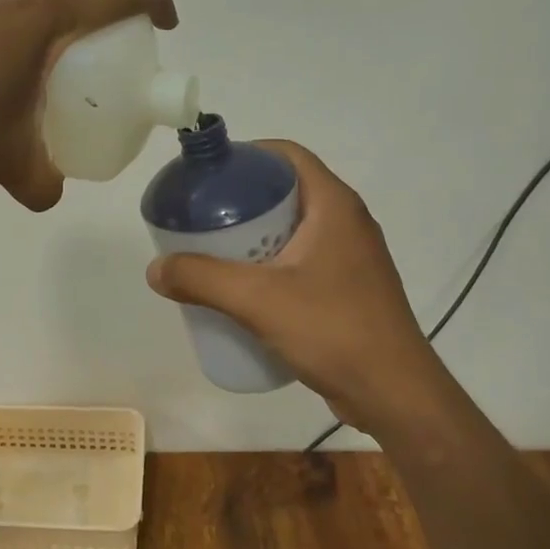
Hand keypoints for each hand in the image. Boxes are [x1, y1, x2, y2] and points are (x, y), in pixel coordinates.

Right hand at [146, 142, 442, 438]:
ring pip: (292, 229)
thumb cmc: (332, 331)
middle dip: (240, 201)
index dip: (245, 155)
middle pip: (285, 191)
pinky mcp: (348, 288)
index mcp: (334, 205)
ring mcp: (350, 257)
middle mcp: (346, 222)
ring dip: (253, 236)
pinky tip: (243, 290)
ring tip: (212, 254)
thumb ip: (201, 279)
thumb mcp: (258, 300)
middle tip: (200, 219)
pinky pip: (301, 260)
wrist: (394, 393)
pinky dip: (269, 264)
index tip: (207, 176)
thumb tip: (155, 269)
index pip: (287, 155)